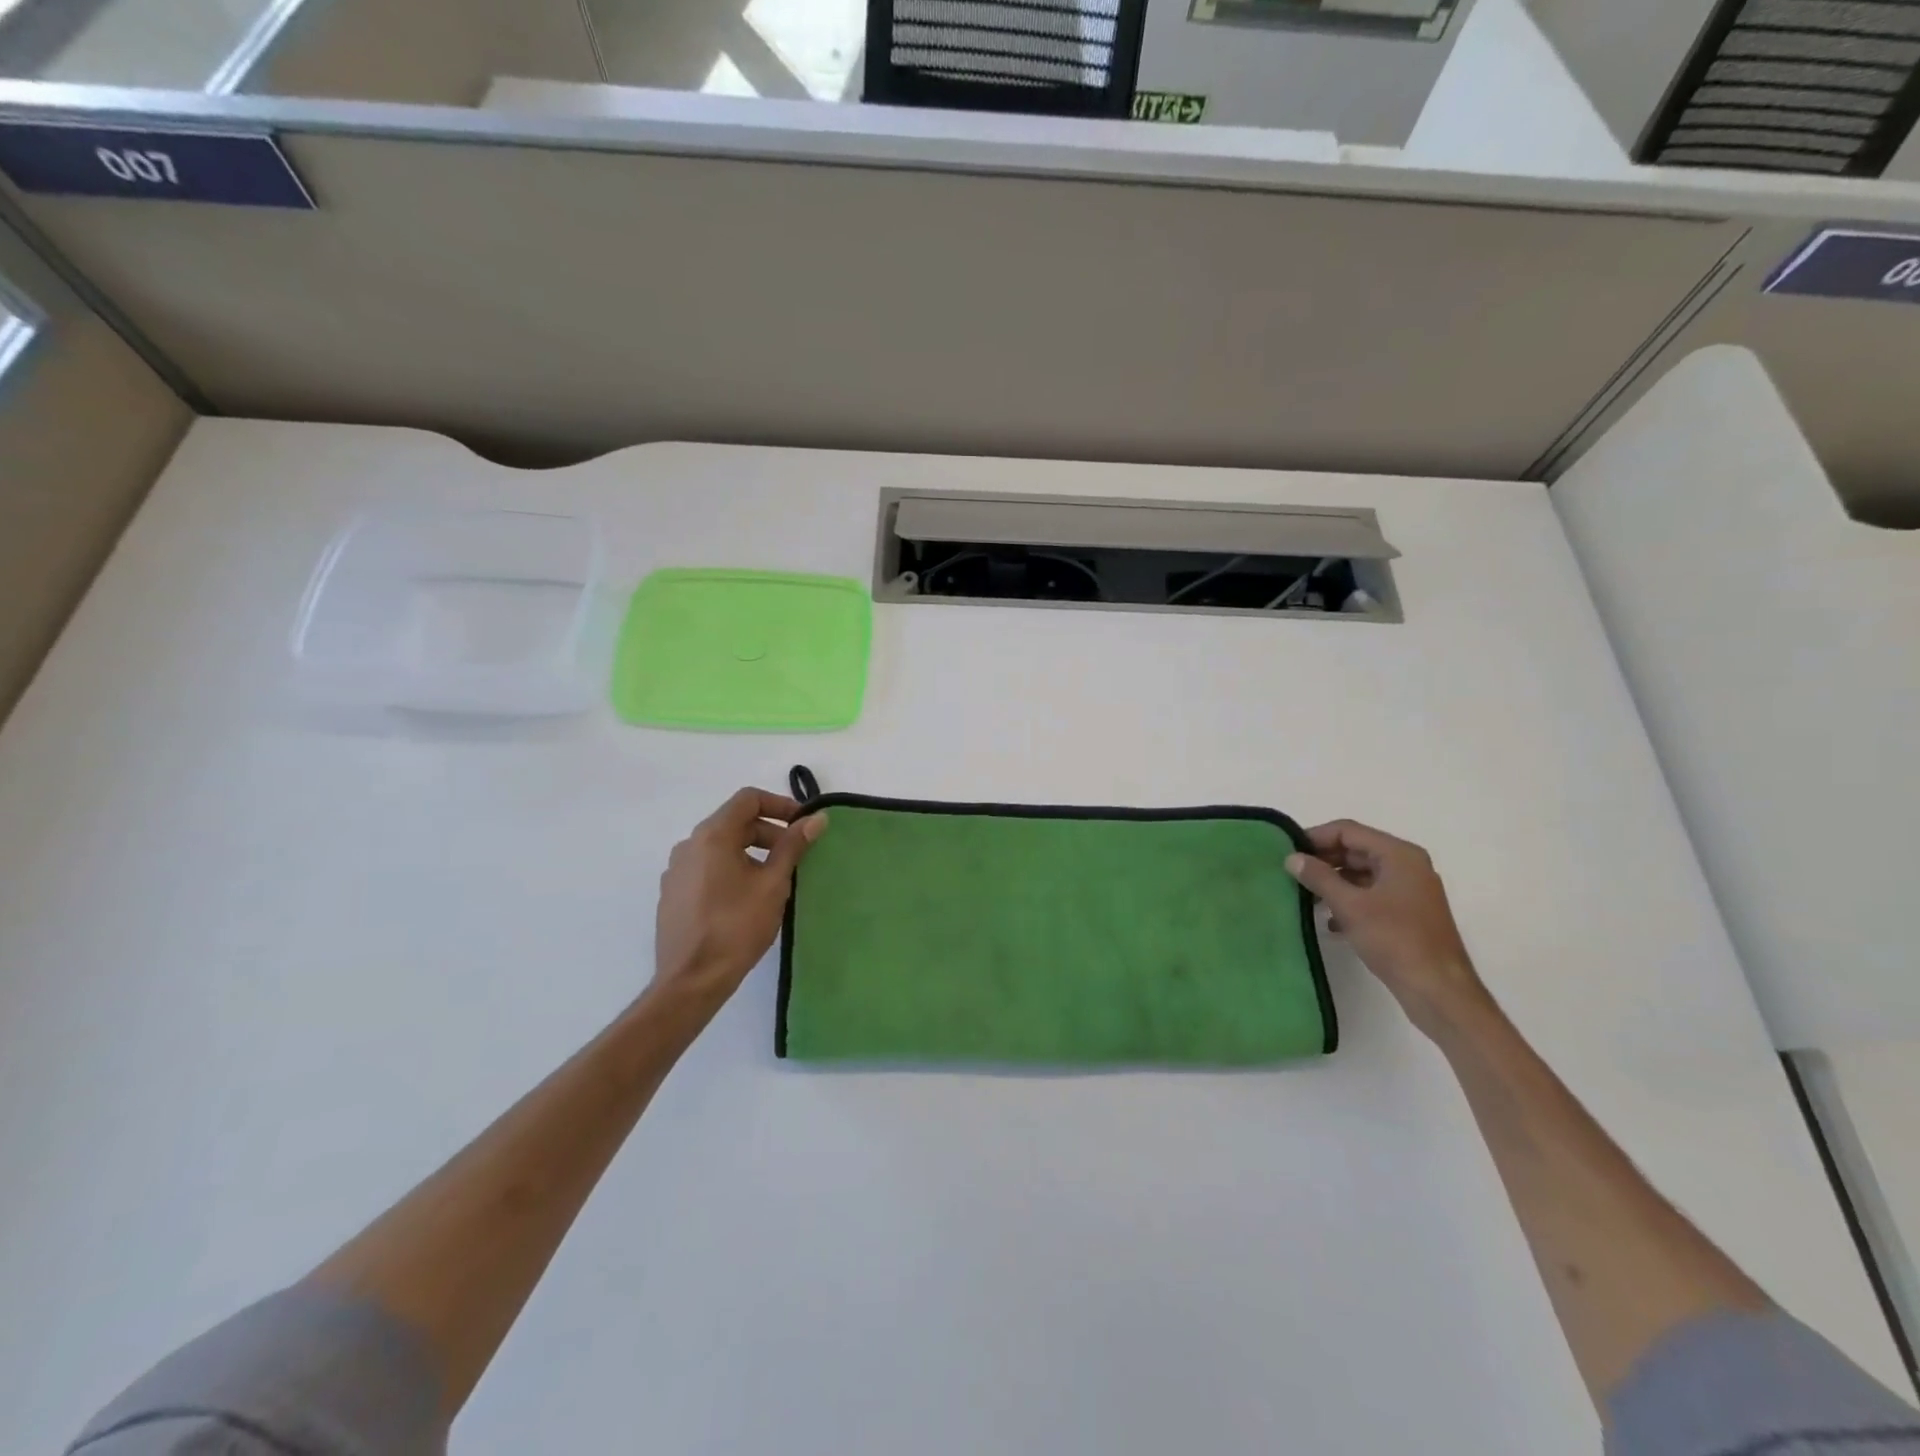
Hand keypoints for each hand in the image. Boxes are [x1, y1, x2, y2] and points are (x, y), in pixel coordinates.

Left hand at [652, 788, 826, 1013]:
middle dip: (769, 832)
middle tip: (795, 856)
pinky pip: (707, 867)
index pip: (748, 799)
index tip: (802, 825)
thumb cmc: (736, 927)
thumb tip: (816, 818)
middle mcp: (689, 845)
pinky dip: (731, 869)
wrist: (691, 980)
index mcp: (712, 836)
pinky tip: (746, 898)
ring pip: (721, 846)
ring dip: (752, 852)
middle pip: (735, 822)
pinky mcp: (673, 893)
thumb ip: (793, 846)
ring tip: (774, 879)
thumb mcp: (773, 884)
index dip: (780, 805)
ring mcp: (676, 870)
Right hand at [1285, 820, 1491, 1039]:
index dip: (1315, 837)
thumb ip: (1319, 877)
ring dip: (1333, 882)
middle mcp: (1407, 866)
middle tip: (1291, 873)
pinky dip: (1348, 900)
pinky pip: (1370, 895)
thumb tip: (1292, 858)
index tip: (1287, 851)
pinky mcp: (1407, 914)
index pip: (1348, 831)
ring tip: (1304, 895)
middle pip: (1356, 850)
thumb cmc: (1395, 940)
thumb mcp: (1350, 906)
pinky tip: (1328, 920)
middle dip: (1323, 860)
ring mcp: (1409, 891)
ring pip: (1362, 874)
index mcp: (1399, 855)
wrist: (1438, 990)